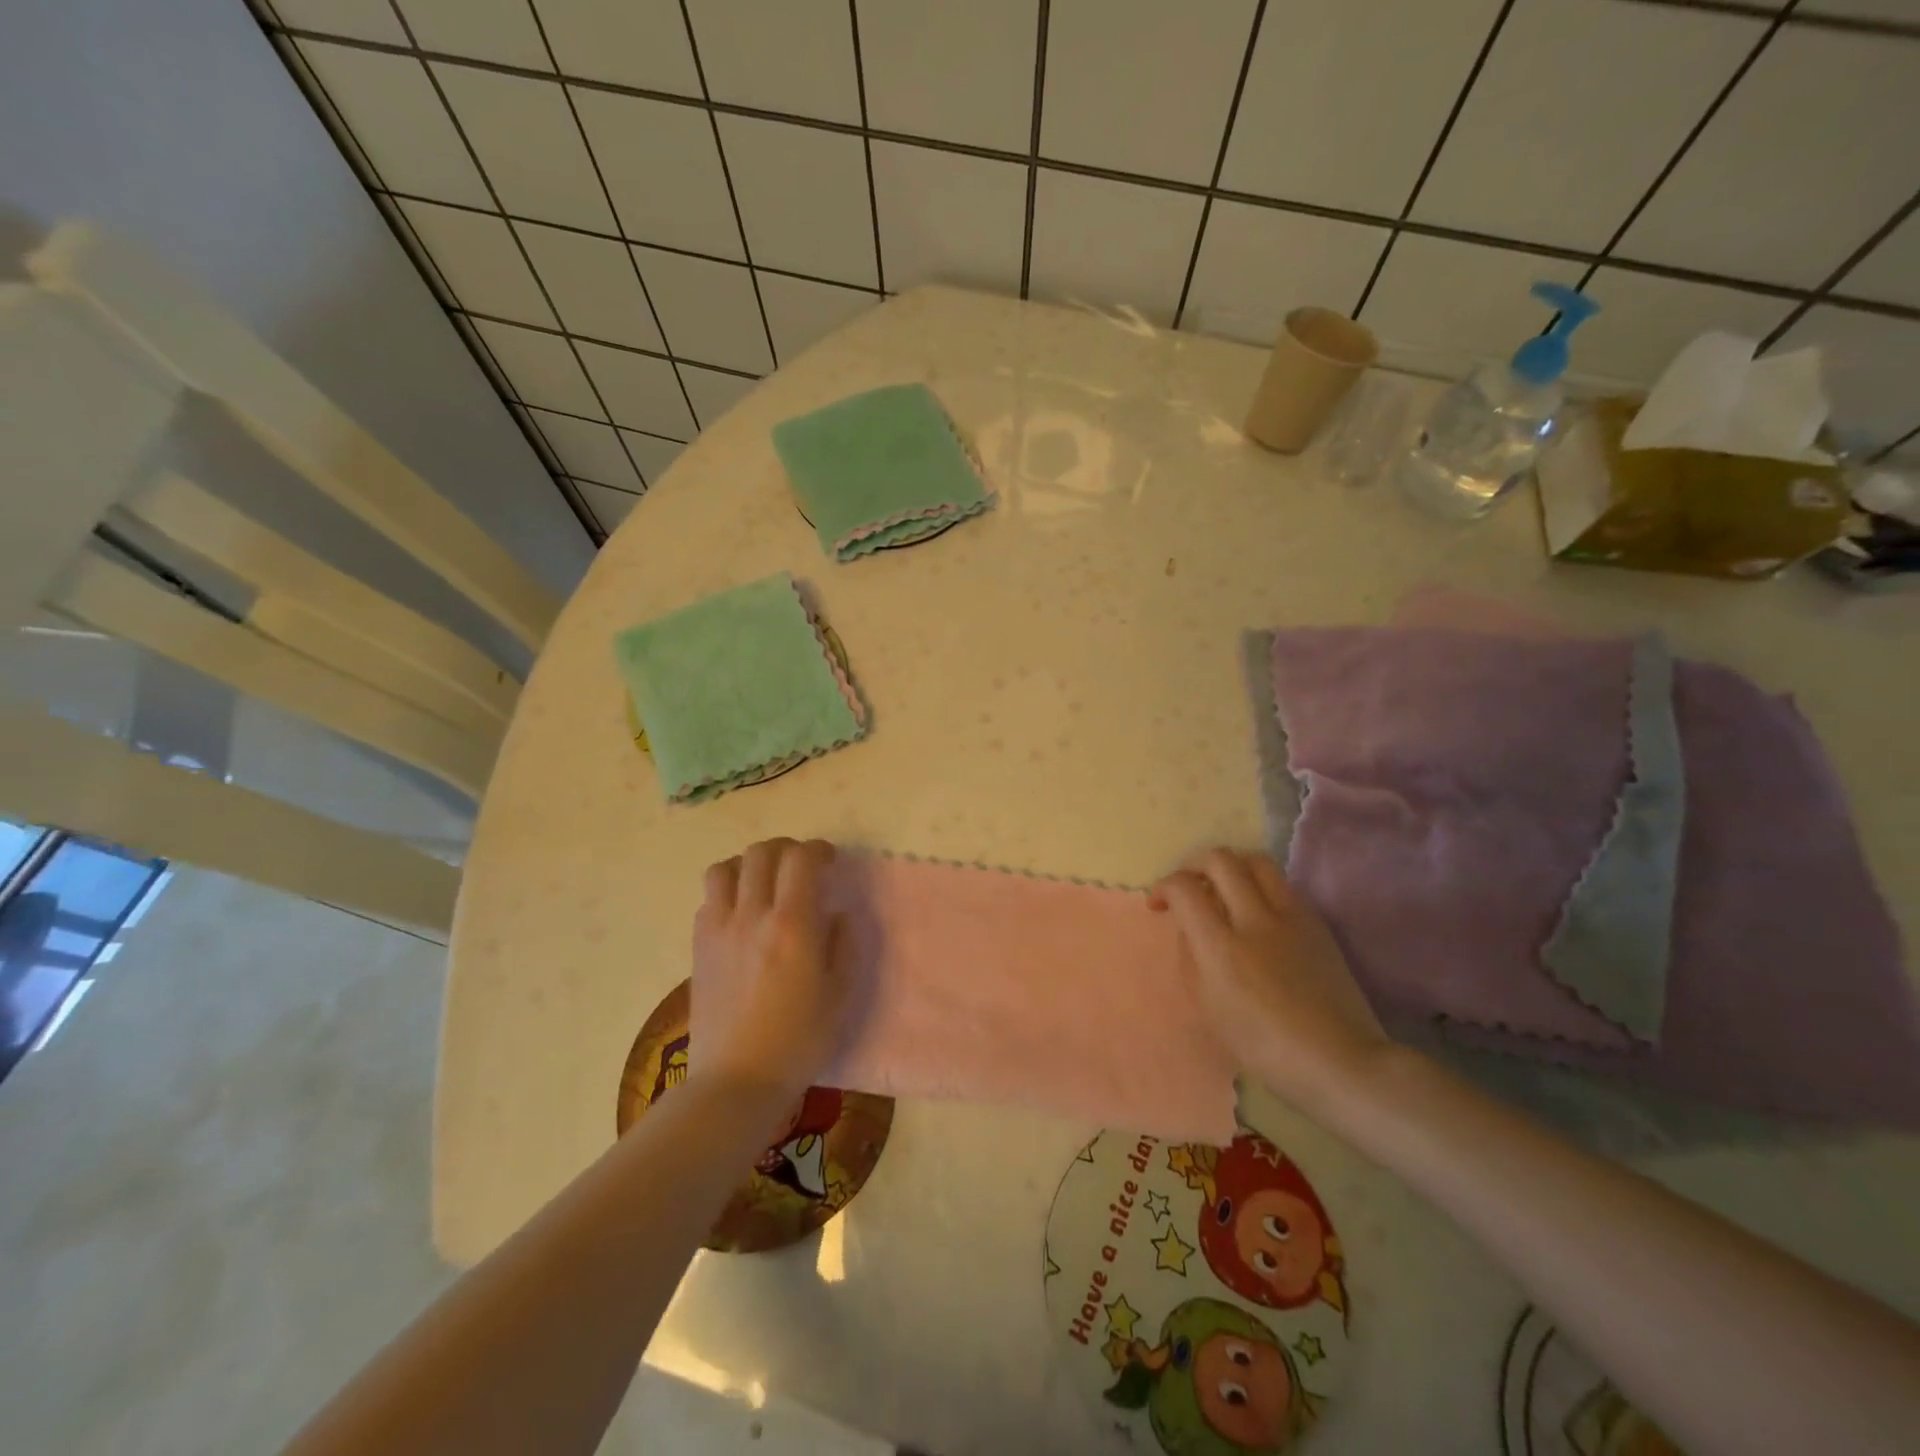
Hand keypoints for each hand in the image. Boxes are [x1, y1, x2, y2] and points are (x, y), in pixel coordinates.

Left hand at [691, 838, 847, 1102]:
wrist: (737, 1080)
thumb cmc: (799, 1040)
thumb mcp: (840, 994)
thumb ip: (844, 944)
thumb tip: (836, 914)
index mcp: (792, 924)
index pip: (800, 859)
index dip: (818, 849)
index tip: (829, 860)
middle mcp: (752, 915)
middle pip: (761, 853)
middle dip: (785, 849)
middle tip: (800, 866)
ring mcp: (719, 929)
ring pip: (724, 868)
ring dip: (748, 865)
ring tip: (764, 882)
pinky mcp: (698, 947)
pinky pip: (708, 899)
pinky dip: (727, 892)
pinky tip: (740, 914)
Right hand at [1151, 848, 1390, 1115]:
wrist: (1339, 1061)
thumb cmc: (1264, 1047)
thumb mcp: (1209, 1009)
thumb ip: (1192, 958)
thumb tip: (1189, 926)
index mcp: (1222, 948)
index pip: (1184, 888)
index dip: (1164, 887)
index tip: (1160, 905)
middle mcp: (1256, 920)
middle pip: (1220, 860)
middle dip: (1194, 864)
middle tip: (1188, 887)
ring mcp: (1291, 917)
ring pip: (1256, 860)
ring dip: (1231, 866)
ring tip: (1223, 889)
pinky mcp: (1316, 922)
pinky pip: (1281, 885)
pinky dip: (1260, 886)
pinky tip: (1256, 912)